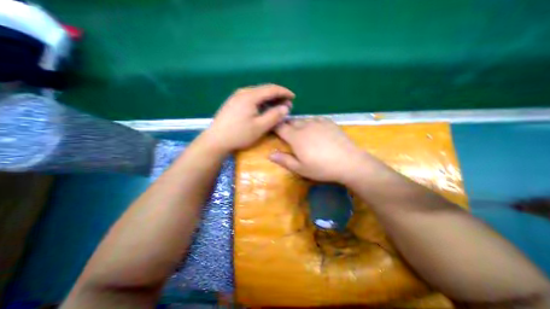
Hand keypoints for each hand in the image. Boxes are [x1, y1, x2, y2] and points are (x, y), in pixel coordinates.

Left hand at [202, 83, 295, 153]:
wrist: (216, 140)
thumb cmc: (239, 134)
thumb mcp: (260, 127)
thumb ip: (274, 116)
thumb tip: (285, 107)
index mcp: (250, 96)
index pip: (271, 89)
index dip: (284, 92)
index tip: (293, 97)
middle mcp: (243, 92)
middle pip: (264, 90)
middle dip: (277, 96)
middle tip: (287, 104)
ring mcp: (236, 96)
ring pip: (257, 94)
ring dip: (269, 99)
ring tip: (277, 107)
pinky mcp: (233, 102)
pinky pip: (251, 98)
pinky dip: (261, 102)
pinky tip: (264, 108)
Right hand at [270, 117, 368, 180]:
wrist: (348, 161)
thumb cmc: (321, 167)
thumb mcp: (300, 168)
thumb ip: (284, 160)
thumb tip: (270, 154)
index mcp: (296, 137)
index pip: (280, 127)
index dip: (275, 127)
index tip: (273, 130)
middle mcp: (305, 126)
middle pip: (291, 122)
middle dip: (286, 126)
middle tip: (287, 134)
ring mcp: (317, 122)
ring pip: (303, 119)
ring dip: (298, 125)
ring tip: (301, 132)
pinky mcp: (328, 122)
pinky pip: (315, 118)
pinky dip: (311, 122)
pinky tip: (315, 129)